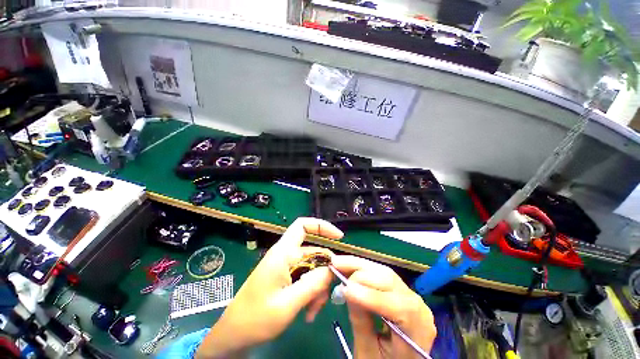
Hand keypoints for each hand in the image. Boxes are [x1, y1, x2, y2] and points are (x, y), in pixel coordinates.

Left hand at [196, 218, 343, 358]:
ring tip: (313, 311)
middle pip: (314, 253)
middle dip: (323, 273)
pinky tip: (308, 312)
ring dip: (317, 287)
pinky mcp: (285, 277)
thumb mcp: (288, 304)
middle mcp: (285, 255)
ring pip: (312, 268)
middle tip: (325, 298)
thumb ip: (313, 284)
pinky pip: (305, 278)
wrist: (234, 335)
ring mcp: (285, 266)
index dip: (322, 226)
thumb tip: (333, 269)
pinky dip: (310, 292)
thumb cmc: (256, 319)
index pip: (303, 226)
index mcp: (283, 253)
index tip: (339, 237)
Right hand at [331, 255, 436, 358]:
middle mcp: (417, 305)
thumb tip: (347, 290)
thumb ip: (360, 322)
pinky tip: (349, 266)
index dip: (369, 295)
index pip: (395, 305)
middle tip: (335, 265)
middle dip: (360, 271)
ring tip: (339, 262)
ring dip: (359, 265)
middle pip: (389, 280)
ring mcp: (410, 294)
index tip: (344, 289)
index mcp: (417, 329)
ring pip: (383, 271)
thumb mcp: (369, 352)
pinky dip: (363, 268)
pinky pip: (381, 273)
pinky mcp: (400, 289)